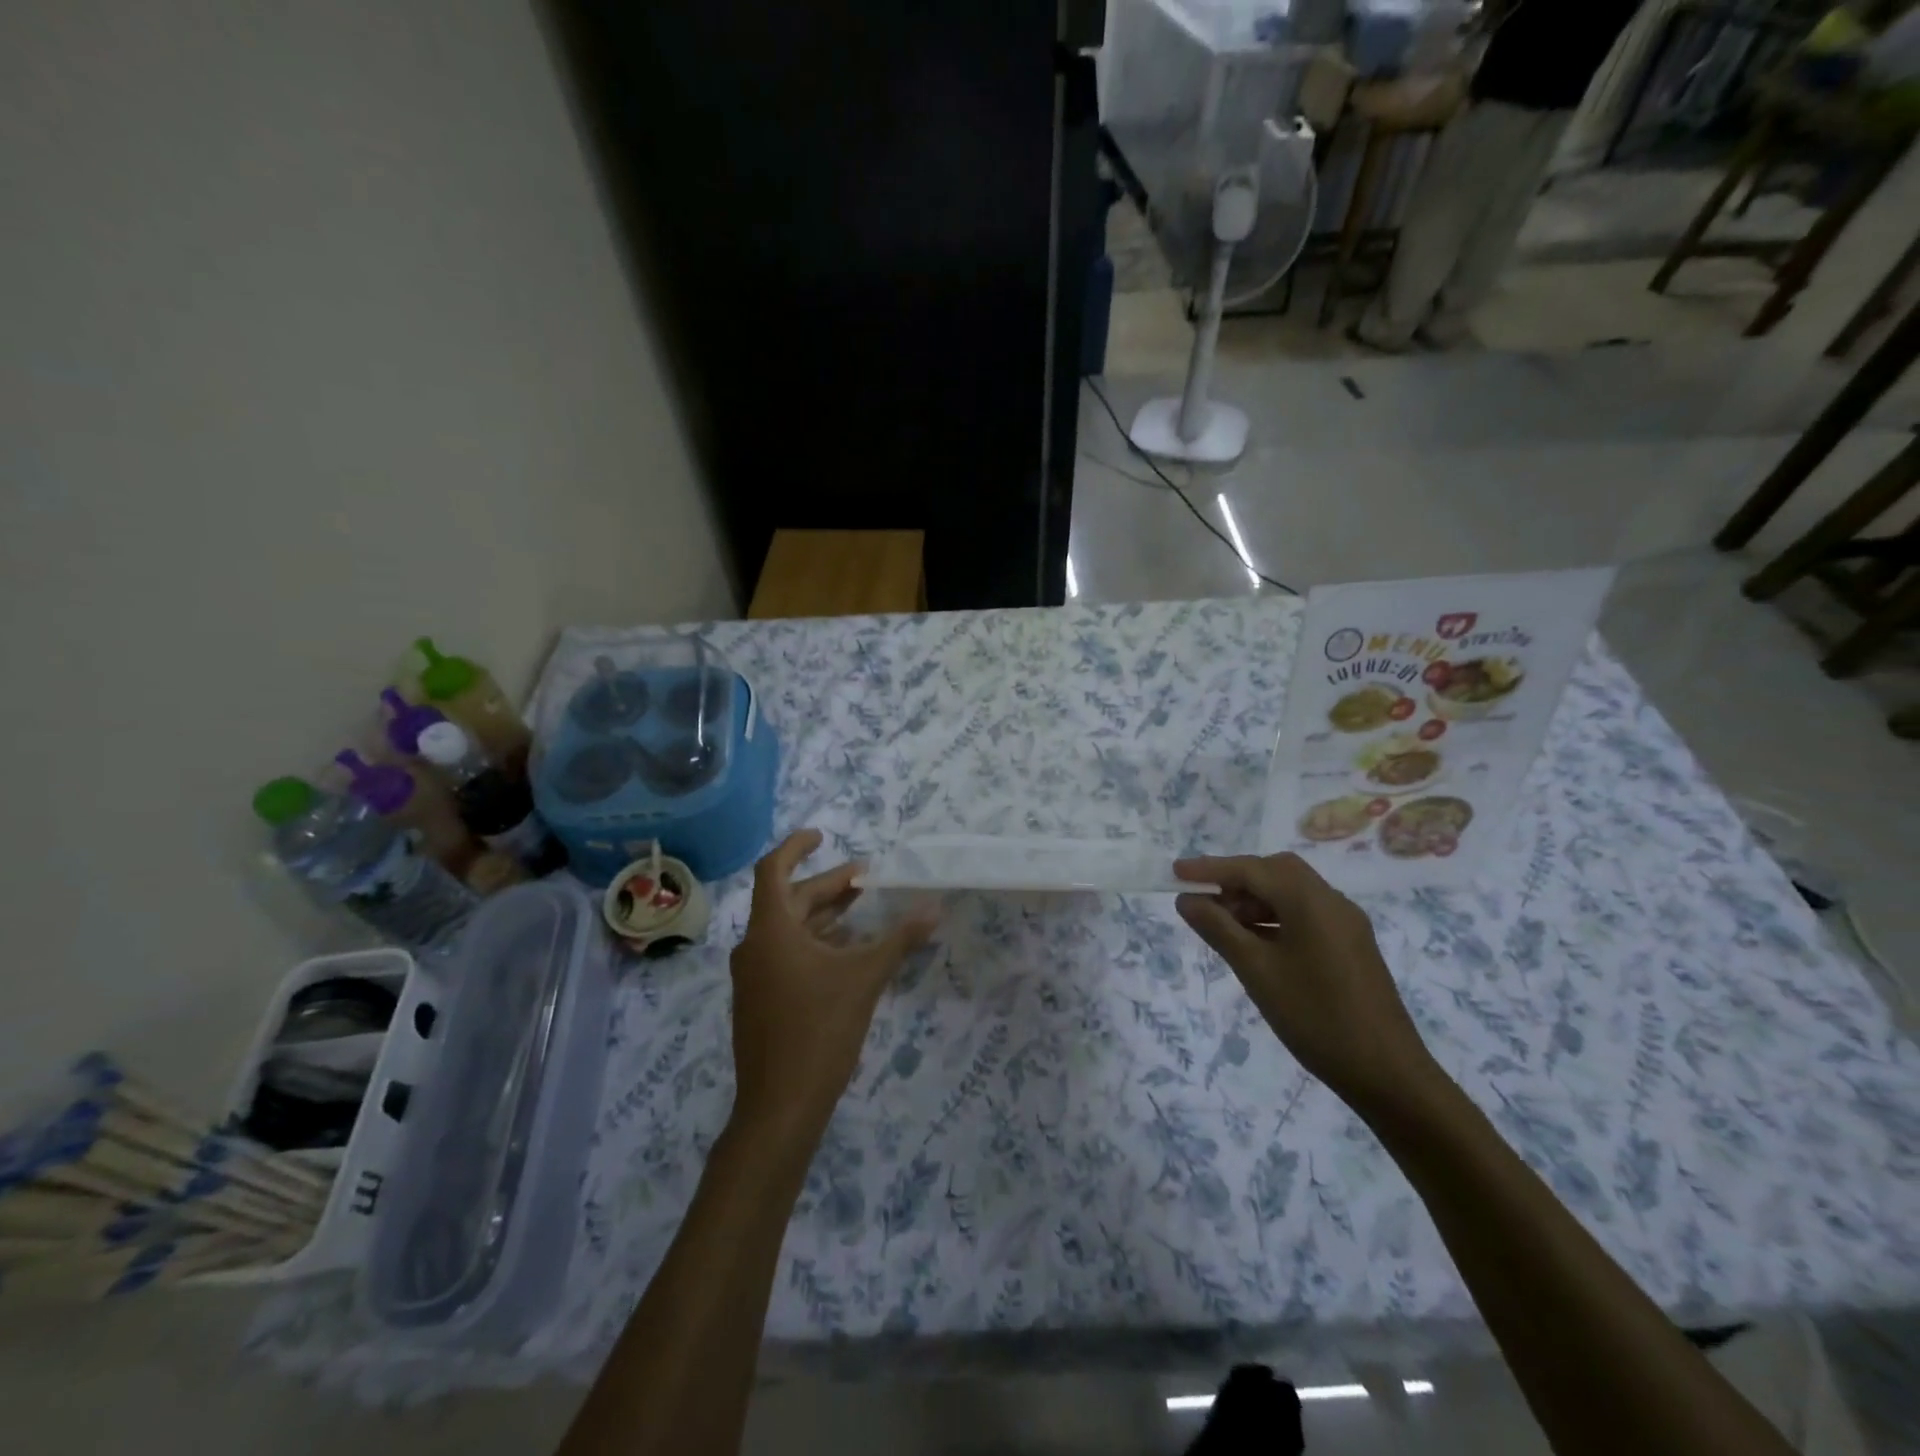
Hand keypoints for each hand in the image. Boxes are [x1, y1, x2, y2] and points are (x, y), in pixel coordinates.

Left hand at [728, 830, 937, 1145]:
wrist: (780, 1106)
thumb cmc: (819, 1030)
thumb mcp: (865, 978)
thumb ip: (899, 940)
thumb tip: (934, 908)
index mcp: (771, 930)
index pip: (772, 869)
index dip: (795, 847)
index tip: (822, 835)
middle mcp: (755, 946)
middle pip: (788, 900)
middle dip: (828, 886)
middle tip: (867, 879)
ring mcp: (753, 975)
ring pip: (788, 929)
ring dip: (823, 916)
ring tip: (861, 910)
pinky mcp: (759, 999)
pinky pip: (785, 955)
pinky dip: (814, 943)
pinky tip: (846, 952)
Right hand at [1174, 852, 1439, 1115]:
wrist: (1388, 1075)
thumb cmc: (1315, 1018)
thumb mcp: (1256, 971)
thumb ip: (1218, 929)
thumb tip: (1186, 900)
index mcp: (1311, 901)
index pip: (1252, 869)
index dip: (1210, 869)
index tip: (1175, 874)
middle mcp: (1332, 902)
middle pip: (1276, 872)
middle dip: (1235, 880)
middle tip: (1202, 900)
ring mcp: (1346, 924)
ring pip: (1291, 894)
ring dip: (1254, 900)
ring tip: (1221, 926)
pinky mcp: (1351, 946)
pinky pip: (1305, 915)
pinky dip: (1274, 918)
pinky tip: (1254, 943)